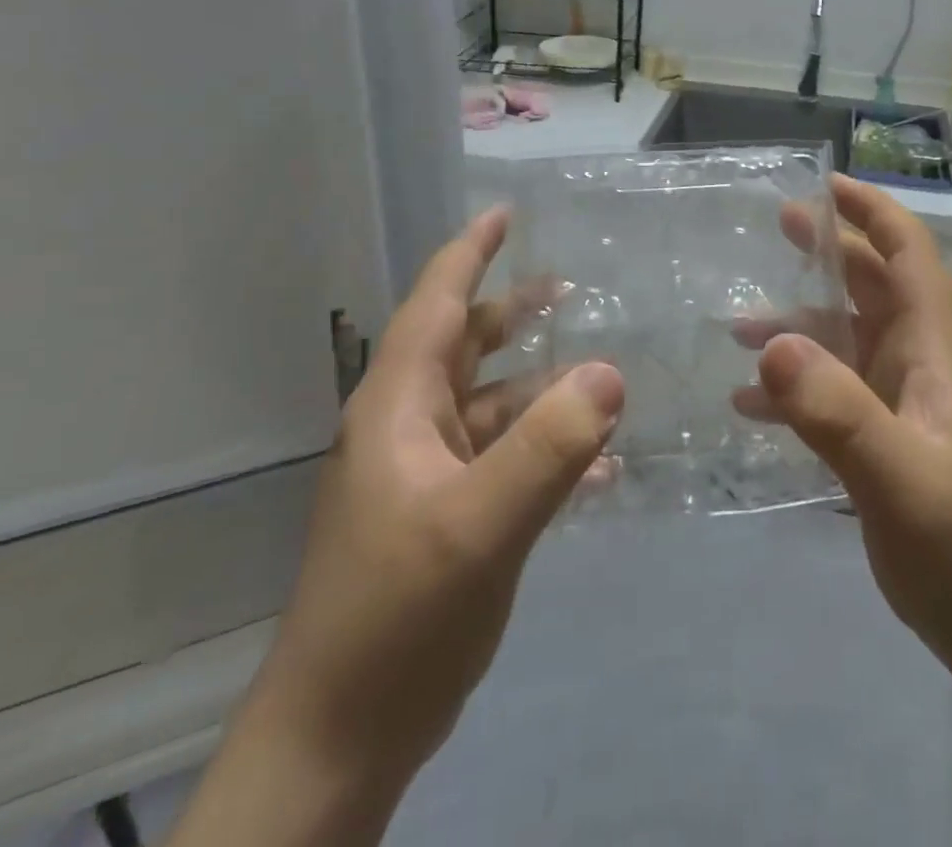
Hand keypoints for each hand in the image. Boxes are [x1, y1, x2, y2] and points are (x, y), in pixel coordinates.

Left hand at [256, 207, 624, 787]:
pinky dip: (548, 450)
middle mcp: (410, 428)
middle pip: (467, 347)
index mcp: (399, 407)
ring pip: (493, 405)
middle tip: (571, 288)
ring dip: (542, 386)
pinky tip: (602, 467)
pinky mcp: (448, 517)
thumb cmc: (395, 616)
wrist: (341, 738)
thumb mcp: (478, 526)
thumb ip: (547, 447)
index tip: (504, 214)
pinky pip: (507, 460)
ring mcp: (428, 475)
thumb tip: (610, 372)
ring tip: (601, 372)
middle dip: (515, 313)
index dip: (469, 254)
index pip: (436, 304)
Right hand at [736, 175, 951, 717]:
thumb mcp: (902, 480)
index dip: (873, 212)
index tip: (824, 186)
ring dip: (800, 327)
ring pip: (849, 341)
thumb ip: (837, 411)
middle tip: (774, 228)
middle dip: (830, 253)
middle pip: (875, 287)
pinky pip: (836, 396)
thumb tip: (771, 342)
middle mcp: (924, 365)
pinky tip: (750, 406)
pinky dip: (797, 390)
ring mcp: (908, 407)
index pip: (910, 255)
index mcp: (937, 350)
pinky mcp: (891, 446)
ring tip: (737, 325)